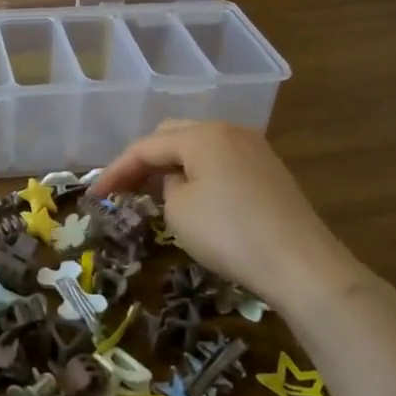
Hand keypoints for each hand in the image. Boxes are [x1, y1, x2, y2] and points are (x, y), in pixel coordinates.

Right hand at [99, 121, 362, 316]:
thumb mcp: (180, 212)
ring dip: (172, 166)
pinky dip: (199, 174)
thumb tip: (173, 181)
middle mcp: (229, 131)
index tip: (93, 194)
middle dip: (144, 161)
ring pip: (199, 147)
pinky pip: (221, 161)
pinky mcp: (269, 171)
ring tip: (153, 193)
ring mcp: (254, 149)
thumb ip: (164, 187)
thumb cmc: (230, 234)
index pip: (146, 146)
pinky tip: (193, 197)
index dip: (116, 170)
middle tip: (124, 189)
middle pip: (173, 136)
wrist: (301, 264)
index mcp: (202, 135)